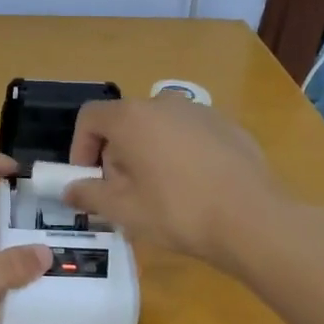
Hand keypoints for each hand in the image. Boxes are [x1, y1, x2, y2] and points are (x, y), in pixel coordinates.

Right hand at [63, 96, 282, 267]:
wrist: (253, 219)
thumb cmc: (178, 212)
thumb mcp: (123, 210)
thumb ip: (89, 194)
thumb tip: (69, 189)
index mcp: (132, 118)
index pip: (90, 117)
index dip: (80, 147)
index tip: (87, 179)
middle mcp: (164, 103)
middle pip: (124, 122)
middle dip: (115, 154)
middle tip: (122, 193)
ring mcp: (200, 112)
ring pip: (158, 127)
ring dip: (147, 153)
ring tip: (158, 193)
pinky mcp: (227, 126)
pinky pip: (188, 135)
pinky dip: (179, 153)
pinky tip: (193, 188)